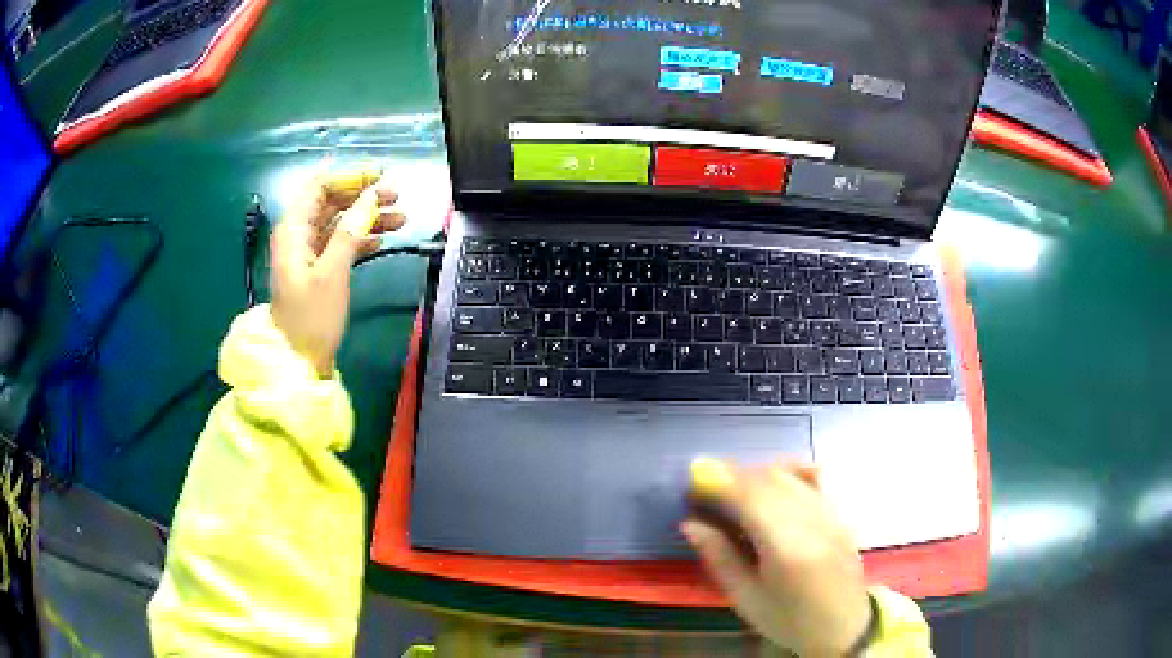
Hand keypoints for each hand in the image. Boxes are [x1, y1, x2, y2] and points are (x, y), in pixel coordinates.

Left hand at [270, 165, 405, 376]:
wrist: (298, 362)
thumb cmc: (312, 317)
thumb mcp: (332, 272)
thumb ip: (350, 231)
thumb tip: (370, 197)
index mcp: (294, 230)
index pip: (319, 186)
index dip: (349, 176)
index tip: (380, 176)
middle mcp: (298, 235)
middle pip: (330, 201)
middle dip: (362, 194)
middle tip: (395, 195)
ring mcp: (307, 252)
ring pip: (339, 221)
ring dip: (367, 216)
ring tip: (400, 217)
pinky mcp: (317, 269)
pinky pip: (340, 242)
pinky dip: (361, 238)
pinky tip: (383, 239)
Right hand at [682, 462, 871, 656]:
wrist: (844, 626)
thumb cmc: (788, 619)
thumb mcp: (746, 598)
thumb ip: (720, 557)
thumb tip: (690, 524)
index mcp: (786, 547)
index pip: (750, 496)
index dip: (720, 482)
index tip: (693, 481)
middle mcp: (812, 521)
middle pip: (770, 478)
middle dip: (735, 474)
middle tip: (707, 484)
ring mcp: (831, 513)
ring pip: (791, 474)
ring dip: (758, 473)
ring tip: (735, 486)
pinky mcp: (840, 513)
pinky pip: (811, 480)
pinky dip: (787, 474)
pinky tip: (772, 485)